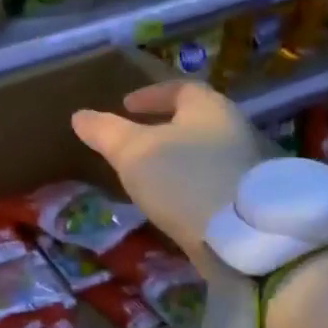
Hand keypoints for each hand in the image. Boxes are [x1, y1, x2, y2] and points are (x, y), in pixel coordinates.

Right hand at [71, 81, 268, 269]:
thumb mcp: (133, 151)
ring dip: (177, 160)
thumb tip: (80, 115)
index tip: (126, 105)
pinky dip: (189, 186)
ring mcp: (246, 169)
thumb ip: (105, 132)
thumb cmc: (184, 178)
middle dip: (165, 128)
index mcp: (209, 108)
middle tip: (135, 141)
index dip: (151, 94)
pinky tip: (171, 204)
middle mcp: (233, 131)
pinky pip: (212, 183)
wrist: (242, 238)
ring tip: (148, 176)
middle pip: (195, 121)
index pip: (180, 89)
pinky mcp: (248, 202)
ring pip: (205, 154)